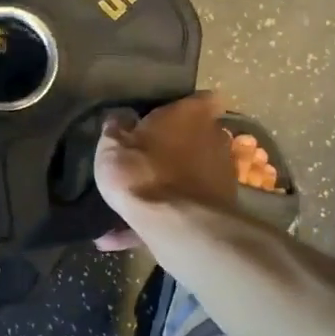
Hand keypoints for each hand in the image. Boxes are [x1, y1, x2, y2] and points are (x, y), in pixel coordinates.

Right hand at [93, 92, 247, 249]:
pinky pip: (182, 208)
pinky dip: (156, 218)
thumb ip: (116, 127)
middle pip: (198, 137)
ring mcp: (222, 174)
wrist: (176, 225)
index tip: (162, 118)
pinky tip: (117, 236)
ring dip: (169, 183)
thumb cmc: (142, 172)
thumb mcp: (113, 144)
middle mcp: (215, 138)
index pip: (202, 98)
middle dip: (177, 146)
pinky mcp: (218, 208)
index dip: (184, 107)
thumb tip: (120, 118)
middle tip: (146, 158)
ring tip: (133, 202)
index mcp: (192, 115)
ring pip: (191, 174)